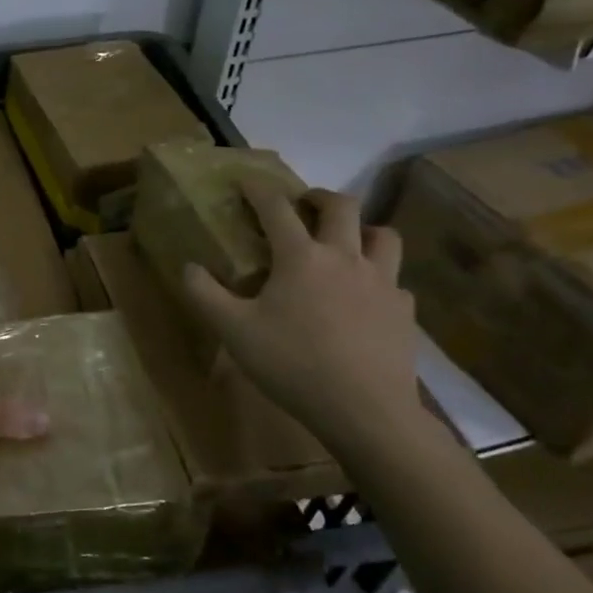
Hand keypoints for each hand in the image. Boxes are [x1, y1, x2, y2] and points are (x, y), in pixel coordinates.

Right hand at [183, 181, 419, 445]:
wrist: (365, 410)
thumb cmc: (293, 365)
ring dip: (363, 228)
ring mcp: (382, 283)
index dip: (259, 190)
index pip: (277, 209)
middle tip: (304, 203)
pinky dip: (379, 278)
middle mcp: (345, 258)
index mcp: (302, 257)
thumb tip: (188, 266)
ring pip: (383, 235)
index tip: (247, 181)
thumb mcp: (234, 332)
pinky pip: (395, 281)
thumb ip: (205, 295)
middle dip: (319, 196)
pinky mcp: (403, 311)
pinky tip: (367, 298)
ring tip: (347, 241)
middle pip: (341, 206)